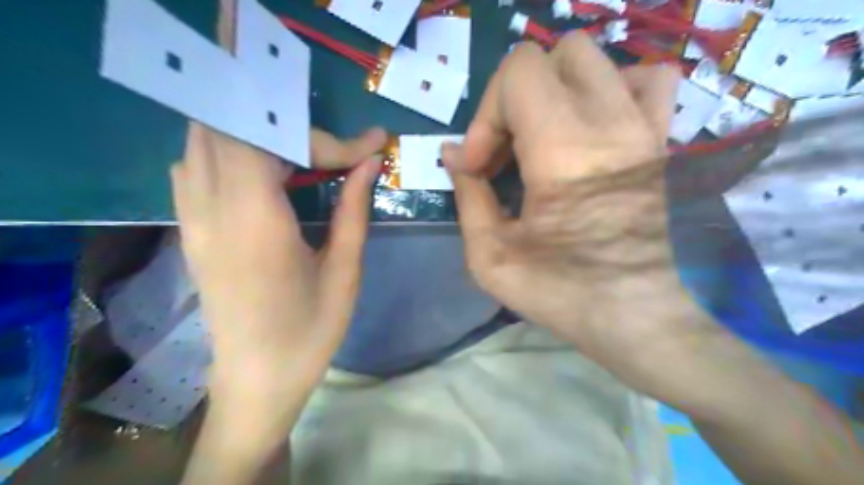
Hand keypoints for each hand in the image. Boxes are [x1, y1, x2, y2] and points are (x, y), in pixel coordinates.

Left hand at [170, 125, 383, 419]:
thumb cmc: (309, 331)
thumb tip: (371, 161)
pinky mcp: (189, 229)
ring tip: (300, 153)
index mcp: (255, 221)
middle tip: (330, 148)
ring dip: (254, 133)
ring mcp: (192, 218)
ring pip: (204, 140)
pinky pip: (193, 166)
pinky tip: (261, 174)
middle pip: (229, 124)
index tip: (370, 146)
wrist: (257, 380)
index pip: (272, 139)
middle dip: (288, 125)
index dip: (326, 136)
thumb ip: (354, 208)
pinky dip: (228, 151)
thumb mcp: (344, 270)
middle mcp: (212, 209)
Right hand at [445, 32, 722, 405]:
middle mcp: (610, 125)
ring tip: (541, 136)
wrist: (635, 317)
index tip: (481, 167)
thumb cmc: (560, 294)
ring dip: (553, 90)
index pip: (519, 73)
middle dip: (512, 99)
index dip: (486, 115)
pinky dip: (610, 88)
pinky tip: (590, 126)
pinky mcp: (660, 140)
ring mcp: (644, 128)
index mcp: (564, 153)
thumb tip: (453, 154)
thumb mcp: (489, 257)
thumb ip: (467, 195)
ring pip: (593, 58)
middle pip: (552, 56)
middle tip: (506, 151)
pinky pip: (646, 79)